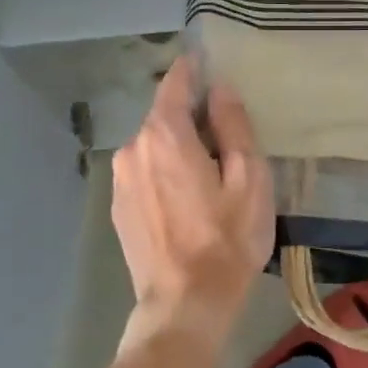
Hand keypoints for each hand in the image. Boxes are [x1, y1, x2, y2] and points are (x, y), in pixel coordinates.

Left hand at [110, 57, 274, 340]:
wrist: (185, 303)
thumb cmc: (226, 239)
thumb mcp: (249, 178)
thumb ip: (233, 125)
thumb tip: (221, 89)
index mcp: (164, 135)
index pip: (175, 83)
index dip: (193, 70)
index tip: (208, 64)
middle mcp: (133, 148)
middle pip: (164, 116)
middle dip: (191, 117)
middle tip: (226, 137)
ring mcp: (120, 180)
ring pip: (153, 146)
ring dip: (177, 148)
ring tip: (208, 175)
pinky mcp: (118, 207)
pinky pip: (144, 173)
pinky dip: (164, 172)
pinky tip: (186, 201)